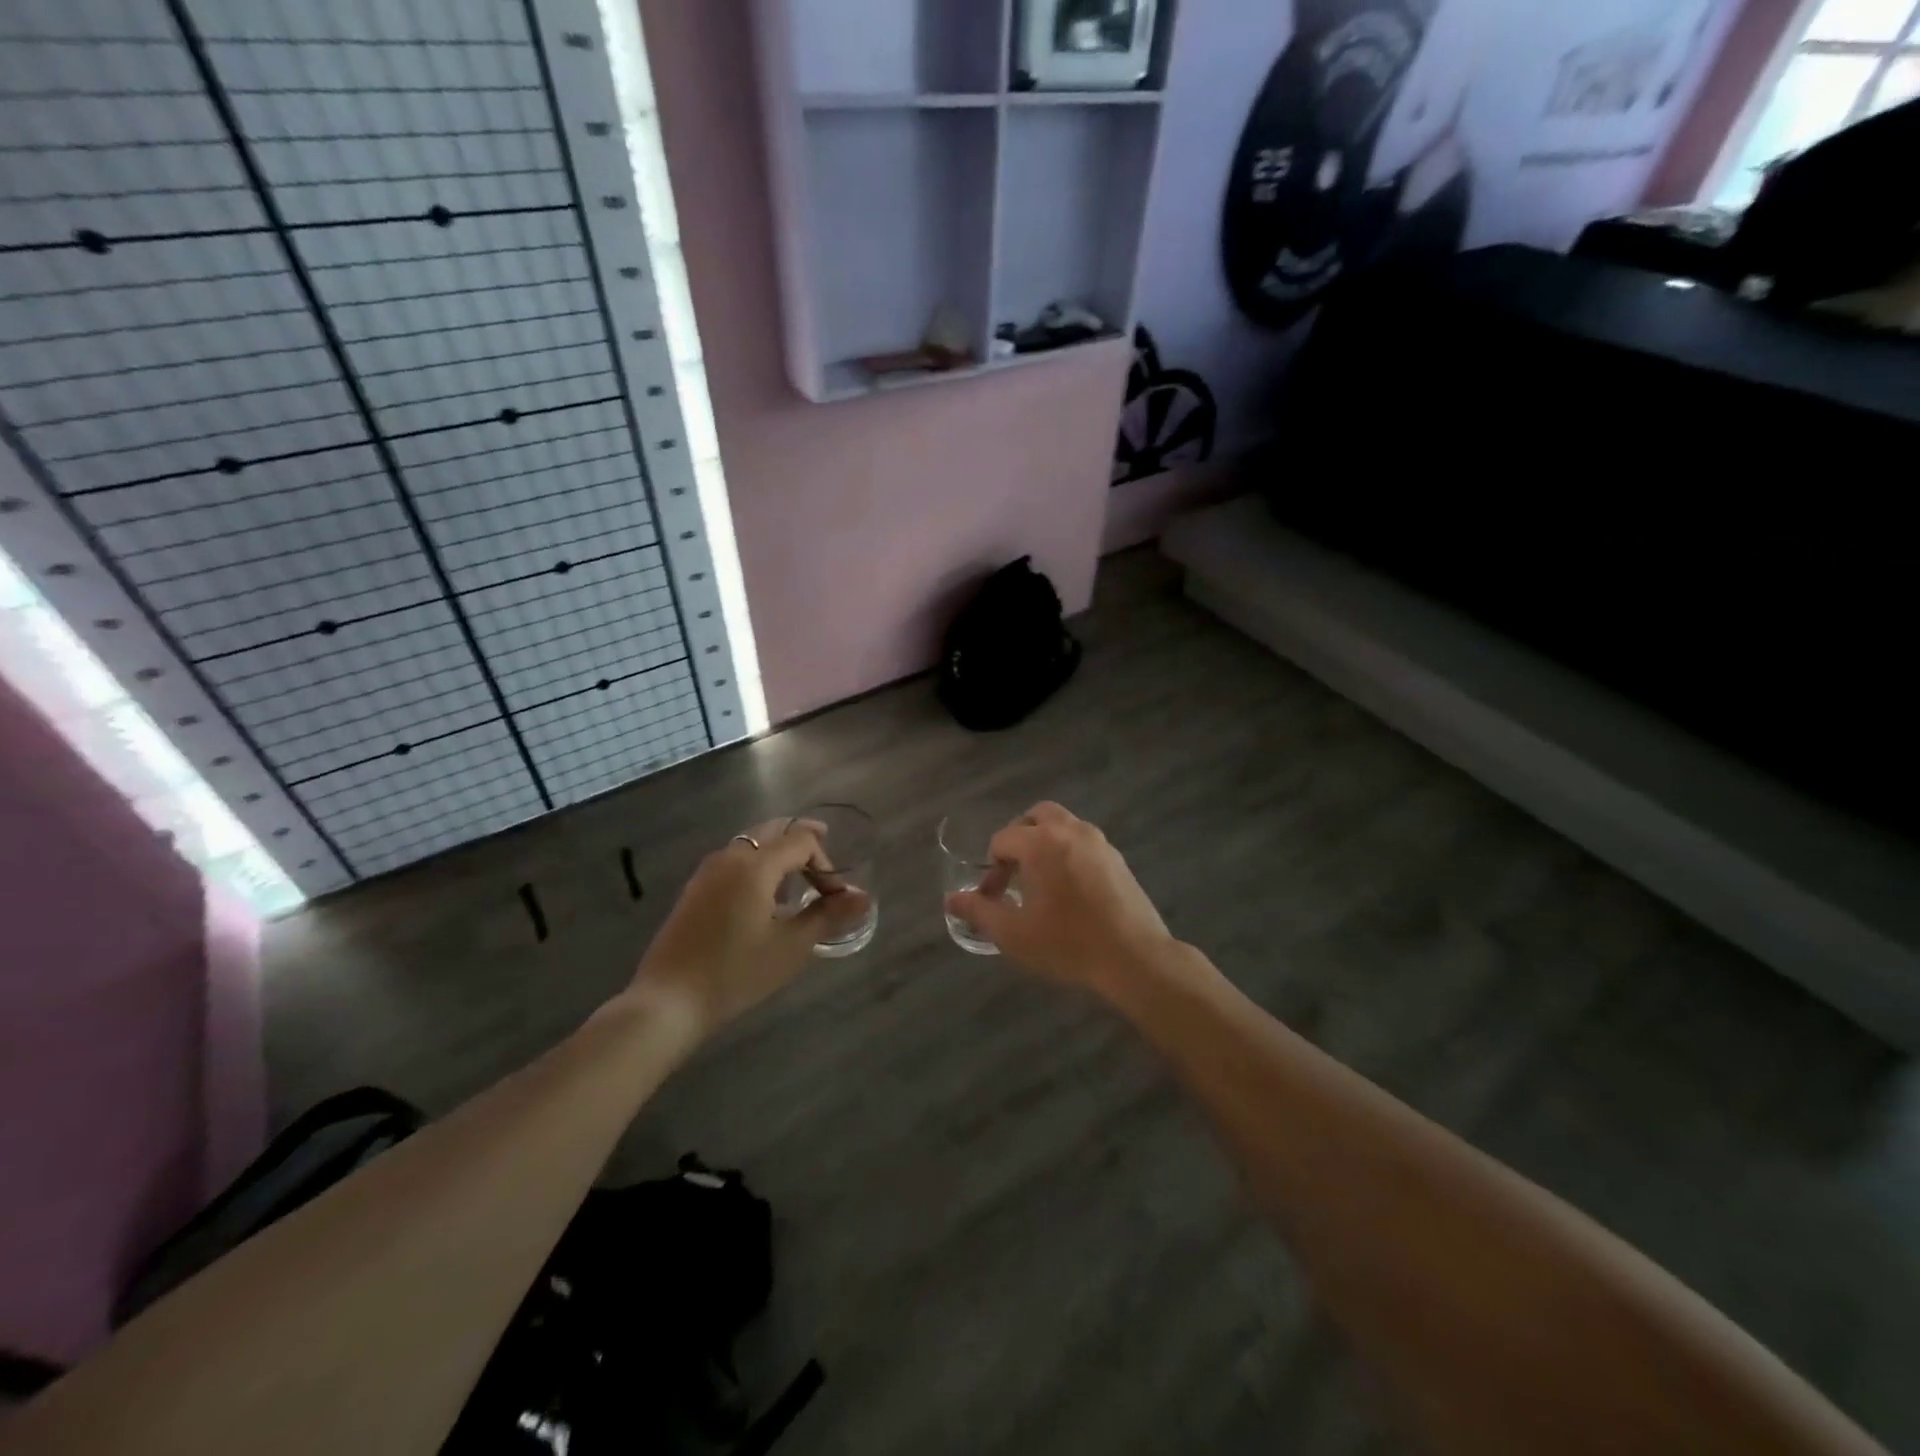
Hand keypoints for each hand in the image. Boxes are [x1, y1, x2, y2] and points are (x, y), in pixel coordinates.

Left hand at [625, 818, 870, 1035]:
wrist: (668, 1001)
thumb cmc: (735, 972)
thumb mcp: (790, 946)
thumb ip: (828, 916)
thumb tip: (863, 898)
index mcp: (755, 864)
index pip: (802, 840)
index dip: (826, 863)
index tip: (836, 897)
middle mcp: (730, 856)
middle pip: (774, 830)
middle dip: (803, 843)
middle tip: (824, 865)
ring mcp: (707, 871)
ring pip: (751, 843)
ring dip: (779, 853)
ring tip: (797, 882)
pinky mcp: (695, 889)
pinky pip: (734, 859)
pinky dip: (758, 864)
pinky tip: (763, 898)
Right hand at [944, 802, 1176, 992]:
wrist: (1134, 958)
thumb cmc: (1067, 944)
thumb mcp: (1013, 934)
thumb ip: (979, 911)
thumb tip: (951, 899)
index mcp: (1041, 843)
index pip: (1002, 839)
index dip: (990, 868)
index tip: (992, 898)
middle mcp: (1070, 831)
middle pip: (1036, 816)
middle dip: (1019, 837)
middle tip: (1013, 871)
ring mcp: (1099, 842)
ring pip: (1064, 825)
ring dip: (1045, 842)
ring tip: (1040, 880)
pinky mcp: (1118, 859)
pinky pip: (1084, 842)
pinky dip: (1069, 852)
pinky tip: (1070, 889)